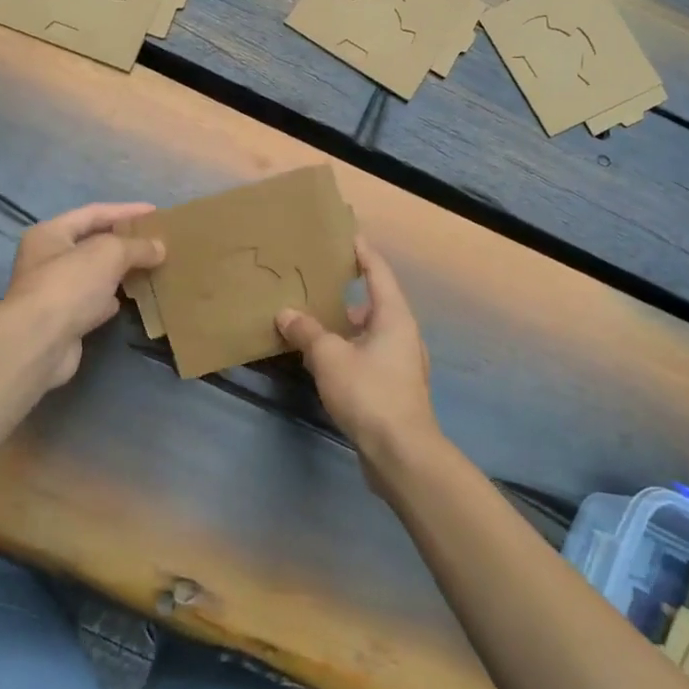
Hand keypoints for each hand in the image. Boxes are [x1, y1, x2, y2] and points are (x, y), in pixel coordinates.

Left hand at [0, 202, 164, 390]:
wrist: (40, 343)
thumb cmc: (69, 285)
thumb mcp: (108, 253)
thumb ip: (136, 246)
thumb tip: (160, 248)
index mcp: (50, 234)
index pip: (93, 213)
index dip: (125, 210)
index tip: (155, 212)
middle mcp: (47, 259)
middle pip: (92, 243)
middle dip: (124, 242)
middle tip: (156, 240)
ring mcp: (54, 291)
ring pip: (95, 274)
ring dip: (120, 271)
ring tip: (151, 266)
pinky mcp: (64, 320)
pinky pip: (94, 301)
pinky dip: (112, 299)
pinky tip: (133, 298)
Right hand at [276, 236, 441, 471]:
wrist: (401, 453)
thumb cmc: (369, 393)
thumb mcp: (329, 357)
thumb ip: (306, 331)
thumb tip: (286, 313)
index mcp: (394, 316)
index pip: (378, 271)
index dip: (362, 252)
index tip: (345, 234)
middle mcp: (403, 333)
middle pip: (375, 302)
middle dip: (346, 291)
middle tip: (316, 280)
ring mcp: (401, 363)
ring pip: (369, 332)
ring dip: (343, 325)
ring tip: (312, 319)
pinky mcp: (394, 388)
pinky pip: (367, 356)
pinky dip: (346, 350)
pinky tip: (322, 359)